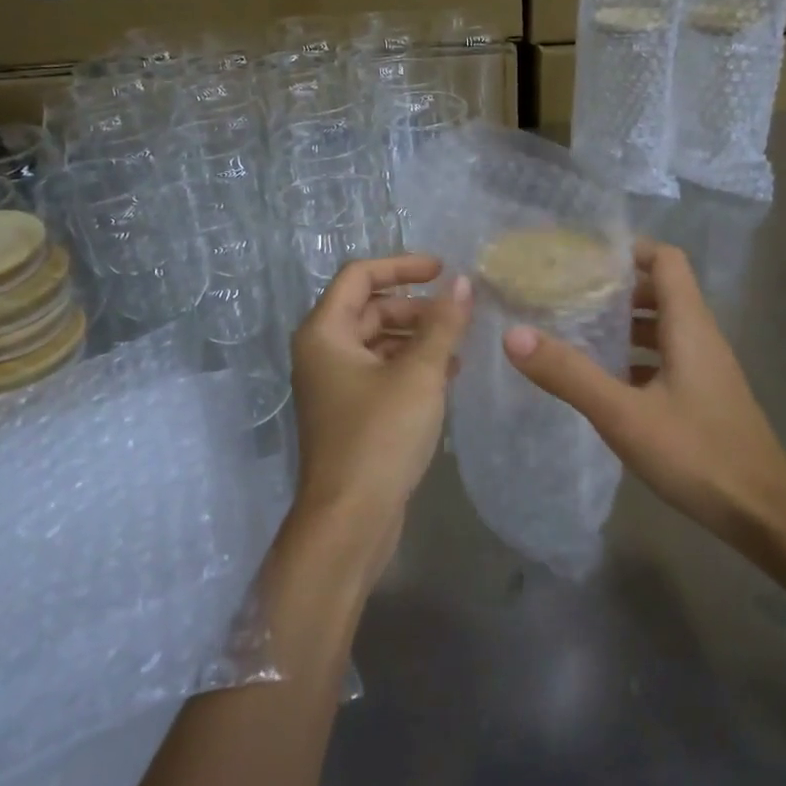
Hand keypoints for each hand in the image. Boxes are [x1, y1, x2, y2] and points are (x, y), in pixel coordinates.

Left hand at [289, 255, 471, 578]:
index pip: (360, 275)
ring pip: (378, 342)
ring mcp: (334, 385)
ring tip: (459, 346)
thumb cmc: (380, 436)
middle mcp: (322, 353)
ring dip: (417, 337)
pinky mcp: (350, 413)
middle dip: (415, 307)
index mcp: (324, 333)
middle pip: (370, 308)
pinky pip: (381, 372)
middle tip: (458, 316)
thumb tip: (463, 284)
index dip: (402, 265)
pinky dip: (410, 366)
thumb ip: (443, 324)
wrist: (351, 520)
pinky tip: (446, 375)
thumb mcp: (420, 374)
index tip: (443, 269)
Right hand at [502, 241, 785, 544]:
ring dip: (625, 325)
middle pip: (662, 291)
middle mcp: (702, 338)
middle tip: (568, 295)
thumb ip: (569, 374)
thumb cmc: (696, 454)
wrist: (762, 514)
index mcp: (690, 326)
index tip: (583, 257)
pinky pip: (667, 360)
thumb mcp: (623, 414)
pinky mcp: (705, 398)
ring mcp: (707, 370)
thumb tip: (513, 334)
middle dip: (616, 288)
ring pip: (663, 328)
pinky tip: (605, 382)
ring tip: (577, 333)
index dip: (629, 250)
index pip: (666, 260)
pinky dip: (636, 358)